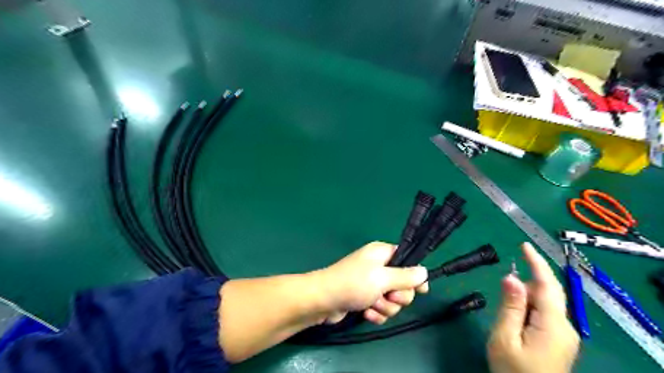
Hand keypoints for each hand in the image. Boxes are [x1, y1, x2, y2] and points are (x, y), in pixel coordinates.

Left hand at [316, 243, 430, 324]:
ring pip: (392, 299)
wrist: (323, 301)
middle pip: (403, 283)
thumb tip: (424, 271)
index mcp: (382, 253)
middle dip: (397, 296)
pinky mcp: (364, 299)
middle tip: (388, 297)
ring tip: (372, 305)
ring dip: (385, 307)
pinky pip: (381, 308)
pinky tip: (366, 314)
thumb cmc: (354, 284)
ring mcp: (371, 283)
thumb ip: (406, 276)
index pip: (407, 260)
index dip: (415, 275)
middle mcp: (378, 266)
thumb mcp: (383, 278)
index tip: (422, 290)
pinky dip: (376, 313)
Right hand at [487, 242, 578, 372]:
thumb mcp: (504, 337)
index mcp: (553, 324)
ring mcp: (564, 335)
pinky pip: (545, 314)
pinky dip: (529, 308)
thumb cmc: (513, 370)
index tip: (524, 244)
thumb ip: (510, 306)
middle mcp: (565, 326)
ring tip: (507, 315)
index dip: (536, 262)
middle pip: (548, 293)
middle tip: (504, 292)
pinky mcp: (559, 340)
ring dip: (525, 299)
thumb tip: (511, 276)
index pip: (547, 284)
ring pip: (545, 304)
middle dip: (526, 284)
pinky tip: (516, 319)